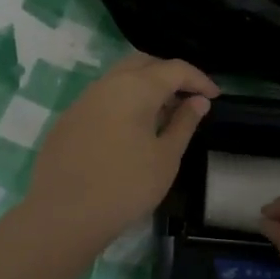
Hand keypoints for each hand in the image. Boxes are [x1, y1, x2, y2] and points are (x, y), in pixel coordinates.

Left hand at [23, 53, 218, 254]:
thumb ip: (184, 123)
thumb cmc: (126, 186)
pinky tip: (131, 129)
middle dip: (169, 74)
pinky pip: (103, 97)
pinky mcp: (69, 119)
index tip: (215, 96)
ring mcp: (84, 100)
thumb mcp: (166, 157)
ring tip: (163, 114)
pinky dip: (124, 102)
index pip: (175, 69)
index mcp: (135, 87)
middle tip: (188, 97)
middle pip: (144, 63)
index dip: (199, 79)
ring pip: (120, 78)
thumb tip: (198, 101)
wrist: (64, 215)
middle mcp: (107, 83)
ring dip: (145, 86)